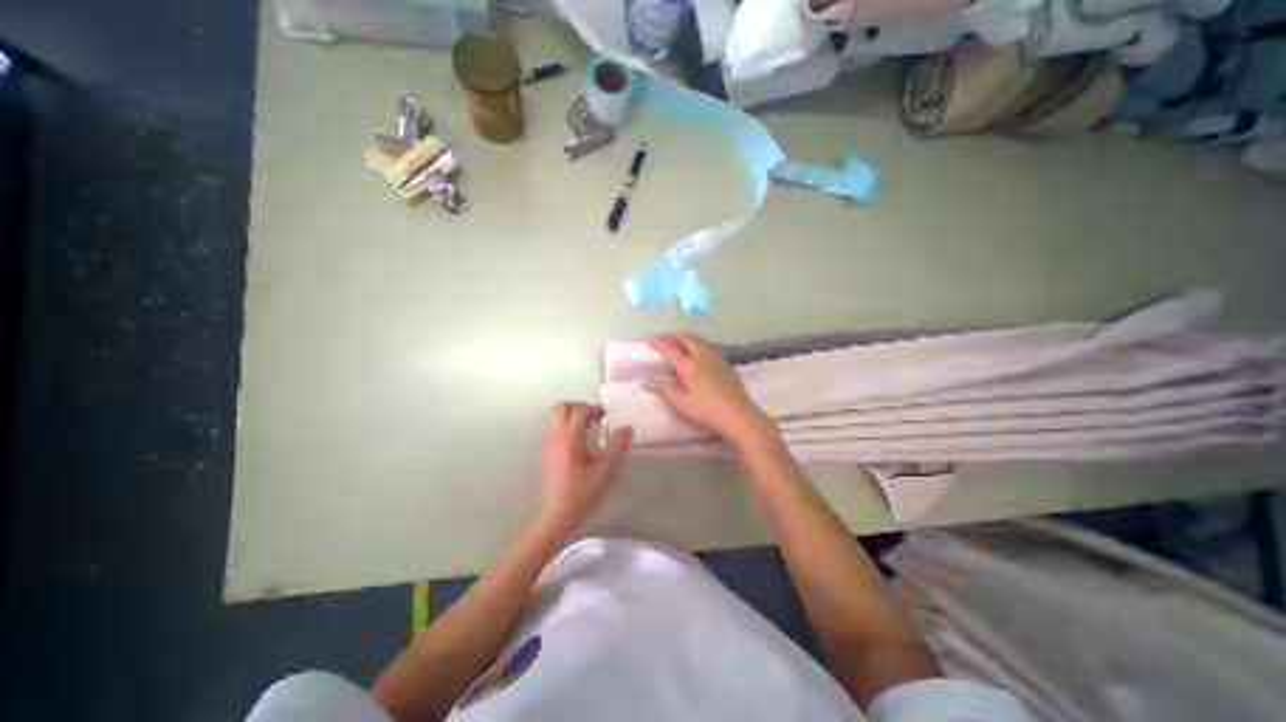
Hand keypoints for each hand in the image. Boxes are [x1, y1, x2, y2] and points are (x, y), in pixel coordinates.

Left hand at [538, 404, 632, 527]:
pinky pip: (552, 426)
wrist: (557, 515)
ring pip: (554, 415)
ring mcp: (548, 443)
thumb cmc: (582, 494)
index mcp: (570, 439)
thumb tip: (626, 427)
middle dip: (580, 407)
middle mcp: (555, 437)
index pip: (580, 411)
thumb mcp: (605, 472)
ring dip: (571, 414)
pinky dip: (564, 423)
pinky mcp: (545, 451)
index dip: (595, 409)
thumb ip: (617, 447)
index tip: (607, 416)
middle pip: (563, 407)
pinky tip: (577, 439)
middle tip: (596, 418)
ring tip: (587, 426)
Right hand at [642, 335, 771, 448]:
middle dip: (671, 336)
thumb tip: (647, 379)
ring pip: (698, 340)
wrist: (739, 415)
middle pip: (685, 339)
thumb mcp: (682, 404)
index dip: (657, 341)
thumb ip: (664, 389)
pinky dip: (696, 342)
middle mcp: (702, 356)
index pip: (670, 348)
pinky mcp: (725, 363)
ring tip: (677, 341)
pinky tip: (698, 350)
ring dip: (685, 337)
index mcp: (689, 366)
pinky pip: (707, 345)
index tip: (648, 338)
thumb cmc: (707, 411)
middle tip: (661, 339)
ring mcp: (716, 358)